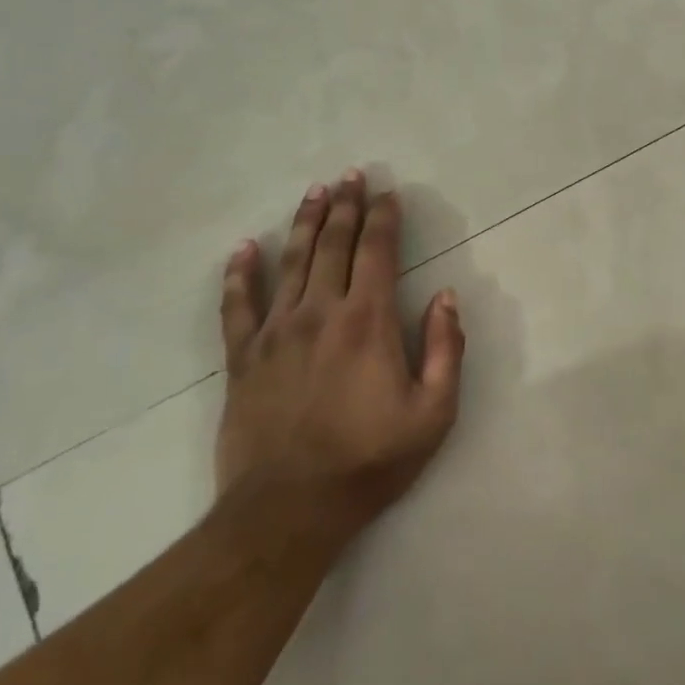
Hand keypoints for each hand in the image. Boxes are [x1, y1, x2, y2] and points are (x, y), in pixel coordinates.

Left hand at [215, 170, 464, 551]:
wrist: (289, 509)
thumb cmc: (370, 461)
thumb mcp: (434, 413)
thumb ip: (447, 349)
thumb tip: (446, 297)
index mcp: (368, 321)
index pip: (377, 252)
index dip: (384, 218)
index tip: (388, 193)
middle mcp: (320, 312)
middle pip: (333, 245)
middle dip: (345, 206)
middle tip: (350, 175)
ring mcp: (275, 332)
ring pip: (291, 262)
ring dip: (305, 223)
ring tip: (314, 192)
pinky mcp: (242, 357)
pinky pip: (237, 304)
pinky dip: (240, 273)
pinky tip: (244, 248)